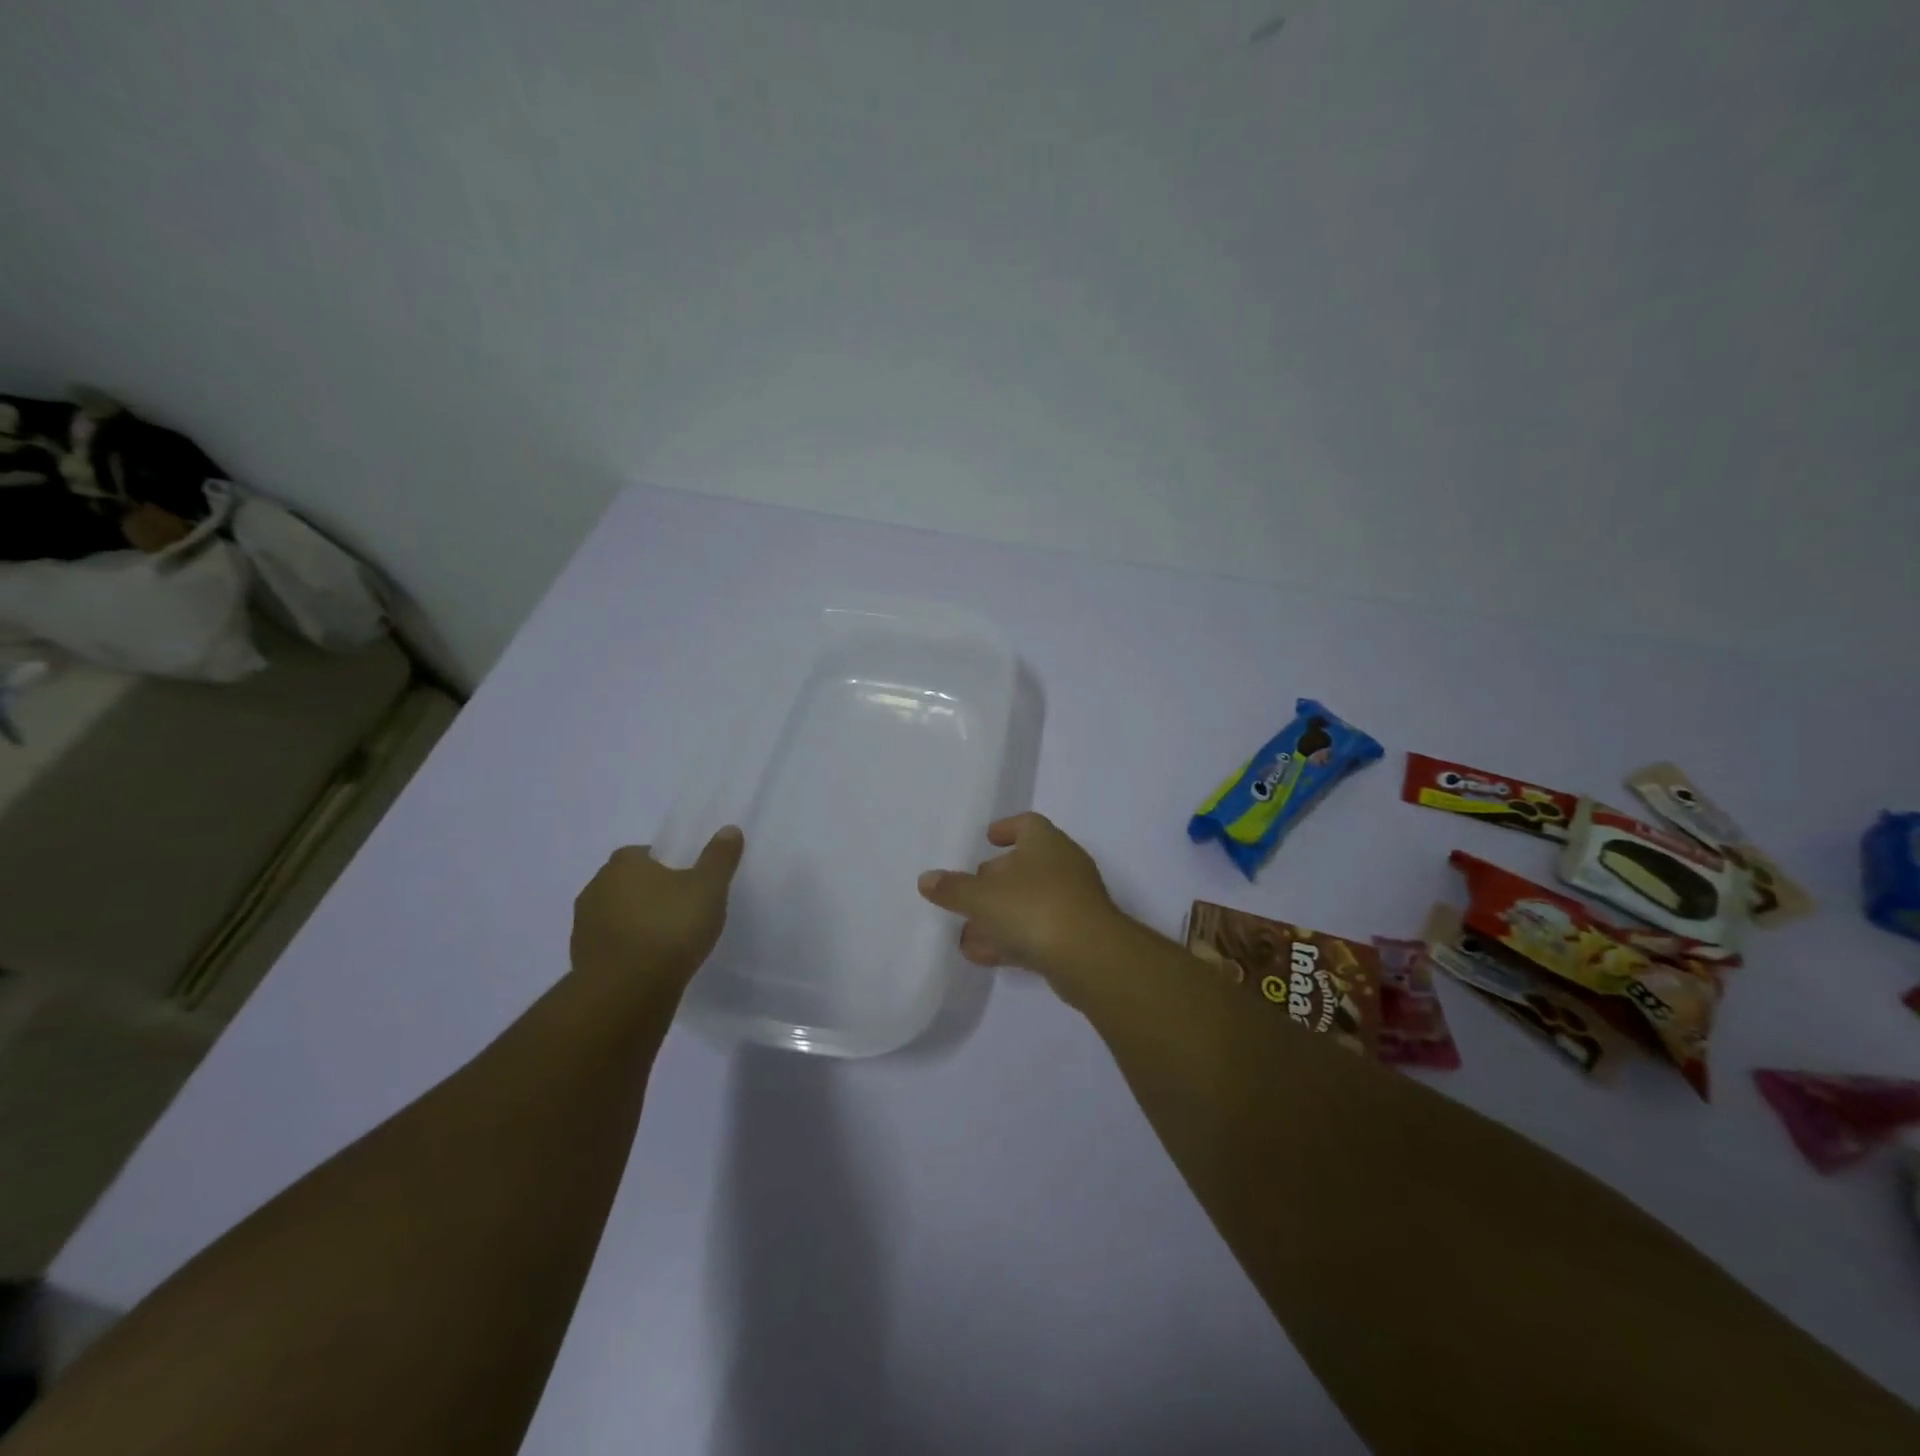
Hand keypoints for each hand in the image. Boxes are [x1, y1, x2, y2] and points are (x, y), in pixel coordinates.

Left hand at [570, 827, 744, 991]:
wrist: (627, 991)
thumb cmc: (670, 927)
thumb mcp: (708, 887)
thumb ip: (719, 857)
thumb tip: (729, 829)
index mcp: (623, 863)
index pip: (645, 854)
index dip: (668, 866)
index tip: (688, 883)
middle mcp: (596, 887)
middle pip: (629, 883)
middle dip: (650, 893)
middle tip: (682, 910)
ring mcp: (583, 925)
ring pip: (617, 915)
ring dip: (636, 923)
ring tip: (668, 942)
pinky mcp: (581, 959)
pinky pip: (611, 946)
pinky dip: (627, 951)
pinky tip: (650, 965)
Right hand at [917, 813, 1128, 986]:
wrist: (1090, 958)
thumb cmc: (1033, 909)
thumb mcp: (982, 898)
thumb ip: (953, 889)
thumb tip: (926, 879)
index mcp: (1045, 842)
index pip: (1027, 824)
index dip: (1006, 829)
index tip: (987, 839)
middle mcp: (1063, 865)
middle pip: (1025, 864)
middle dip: (994, 879)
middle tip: (967, 891)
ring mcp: (1073, 902)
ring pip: (1029, 902)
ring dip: (999, 915)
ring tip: (967, 933)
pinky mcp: (1077, 936)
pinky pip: (1038, 930)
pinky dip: (1012, 938)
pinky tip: (985, 955)